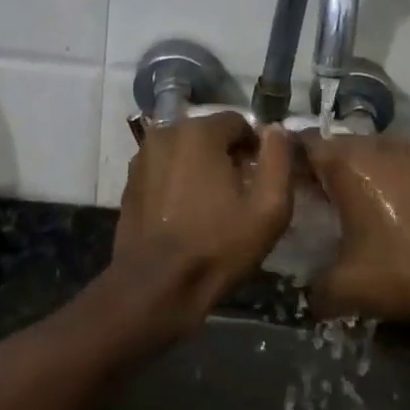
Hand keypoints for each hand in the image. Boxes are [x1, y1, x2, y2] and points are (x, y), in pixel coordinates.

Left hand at [112, 112, 293, 336]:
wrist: (156, 287)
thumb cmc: (217, 246)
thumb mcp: (268, 207)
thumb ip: (279, 159)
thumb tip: (276, 130)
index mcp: (199, 131)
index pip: (238, 122)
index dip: (255, 148)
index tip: (261, 179)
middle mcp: (166, 132)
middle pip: (210, 134)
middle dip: (228, 156)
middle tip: (240, 194)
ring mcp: (143, 156)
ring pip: (185, 151)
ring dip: (201, 167)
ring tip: (213, 205)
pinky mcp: (131, 181)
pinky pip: (165, 169)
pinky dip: (178, 181)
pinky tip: (187, 212)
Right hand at [301, 133, 409, 319]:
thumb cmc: (404, 269)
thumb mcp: (347, 288)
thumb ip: (313, 289)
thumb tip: (302, 296)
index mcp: (348, 165)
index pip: (305, 144)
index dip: (291, 159)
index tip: (286, 179)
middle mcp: (379, 146)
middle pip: (340, 145)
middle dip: (327, 166)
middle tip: (320, 195)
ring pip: (374, 150)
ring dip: (362, 169)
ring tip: (361, 199)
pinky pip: (405, 160)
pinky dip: (395, 174)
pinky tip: (400, 203)